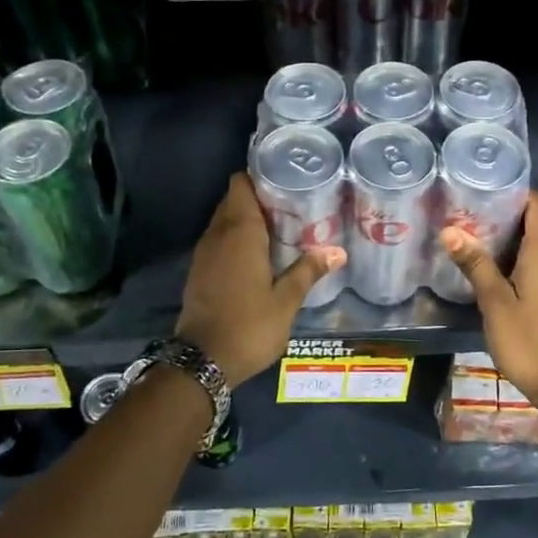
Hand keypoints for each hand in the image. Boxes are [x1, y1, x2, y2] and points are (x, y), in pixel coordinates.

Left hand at [176, 173, 344, 386]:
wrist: (202, 361)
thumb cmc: (249, 325)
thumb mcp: (286, 301)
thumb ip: (308, 271)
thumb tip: (338, 251)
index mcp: (240, 232)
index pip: (240, 184)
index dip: (260, 176)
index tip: (285, 179)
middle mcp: (217, 234)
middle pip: (234, 200)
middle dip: (259, 197)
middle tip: (291, 204)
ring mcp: (204, 253)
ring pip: (224, 221)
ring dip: (247, 219)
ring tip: (281, 227)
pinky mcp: (199, 271)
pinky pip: (219, 241)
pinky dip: (236, 239)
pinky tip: (259, 254)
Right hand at [440, 191, 537, 419]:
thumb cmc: (528, 340)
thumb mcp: (495, 302)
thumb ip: (475, 264)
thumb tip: (450, 230)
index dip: (516, 191)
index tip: (486, 191)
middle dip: (516, 207)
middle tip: (479, 209)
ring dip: (521, 228)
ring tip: (483, 230)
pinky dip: (528, 248)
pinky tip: (500, 261)